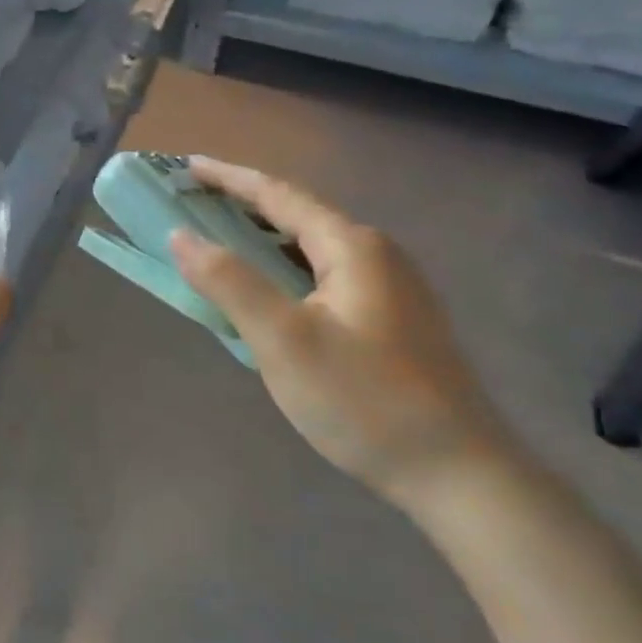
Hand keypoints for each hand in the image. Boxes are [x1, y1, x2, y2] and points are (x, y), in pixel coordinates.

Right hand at [169, 157, 502, 510]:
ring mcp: (392, 288)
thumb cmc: (364, 401)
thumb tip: (181, 235)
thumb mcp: (284, 341)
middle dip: (243, 207)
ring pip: (312, 250)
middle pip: (297, 215)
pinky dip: (286, 272)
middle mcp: (376, 254)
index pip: (278, 194)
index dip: (228, 178)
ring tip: (222, 244)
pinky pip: (326, 277)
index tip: (187, 166)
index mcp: (352, 246)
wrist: (460, 477)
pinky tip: (271, 296)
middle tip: (195, 206)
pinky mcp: (395, 320)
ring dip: (265, 241)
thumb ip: (230, 282)